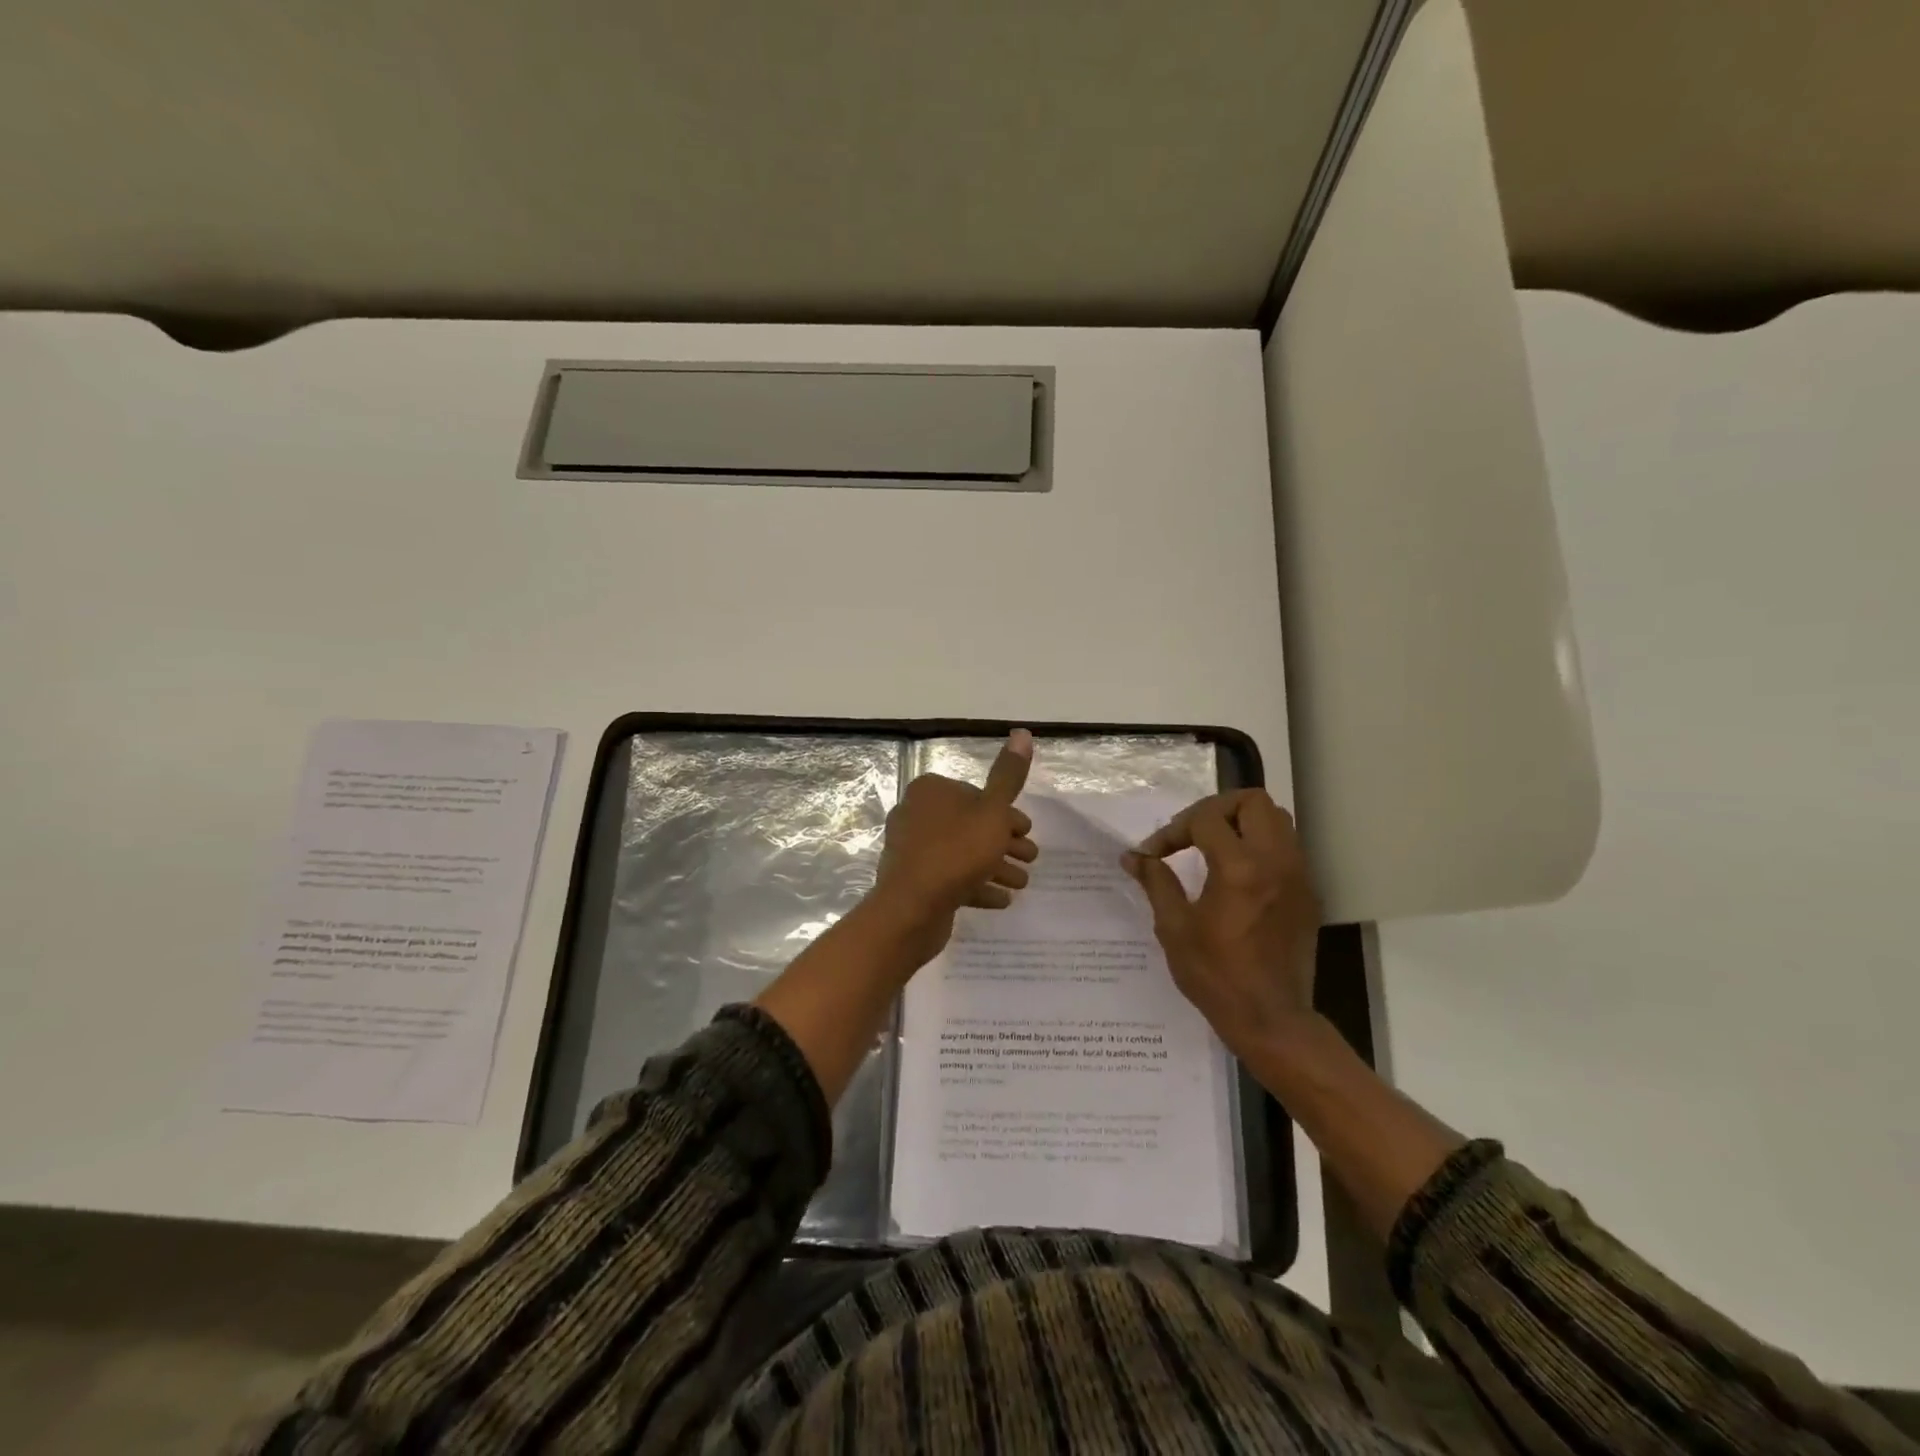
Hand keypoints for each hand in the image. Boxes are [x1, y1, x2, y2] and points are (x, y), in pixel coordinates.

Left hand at [869, 730, 1039, 964]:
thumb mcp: (992, 811)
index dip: (1005, 814)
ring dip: (995, 867)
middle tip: (1030, 859)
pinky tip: (1001, 900)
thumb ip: (1008, 776)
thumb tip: (1022, 732)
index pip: (975, 795)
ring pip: (962, 853)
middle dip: (1003, 843)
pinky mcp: (913, 881)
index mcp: (930, 791)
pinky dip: (976, 886)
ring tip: (1021, 884)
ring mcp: (911, 850)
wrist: (911, 908)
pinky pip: (950, 878)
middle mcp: (915, 814)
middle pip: (970, 825)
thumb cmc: (956, 851)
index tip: (1026, 832)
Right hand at [1122, 789, 1320, 1057]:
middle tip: (1191, 833)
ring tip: (1213, 847)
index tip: (1154, 854)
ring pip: (1276, 820)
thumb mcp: (1174, 928)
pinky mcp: (1306, 893)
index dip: (1173, 829)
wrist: (1271, 1019)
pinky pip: (1286, 848)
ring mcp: (1297, 876)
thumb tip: (1133, 857)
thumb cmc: (1216, 976)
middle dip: (1216, 809)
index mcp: (1239, 868)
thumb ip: (1156, 882)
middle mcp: (1275, 862)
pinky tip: (1236, 874)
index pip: (1206, 818)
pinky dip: (1259, 846)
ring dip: (1242, 823)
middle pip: (1253, 802)